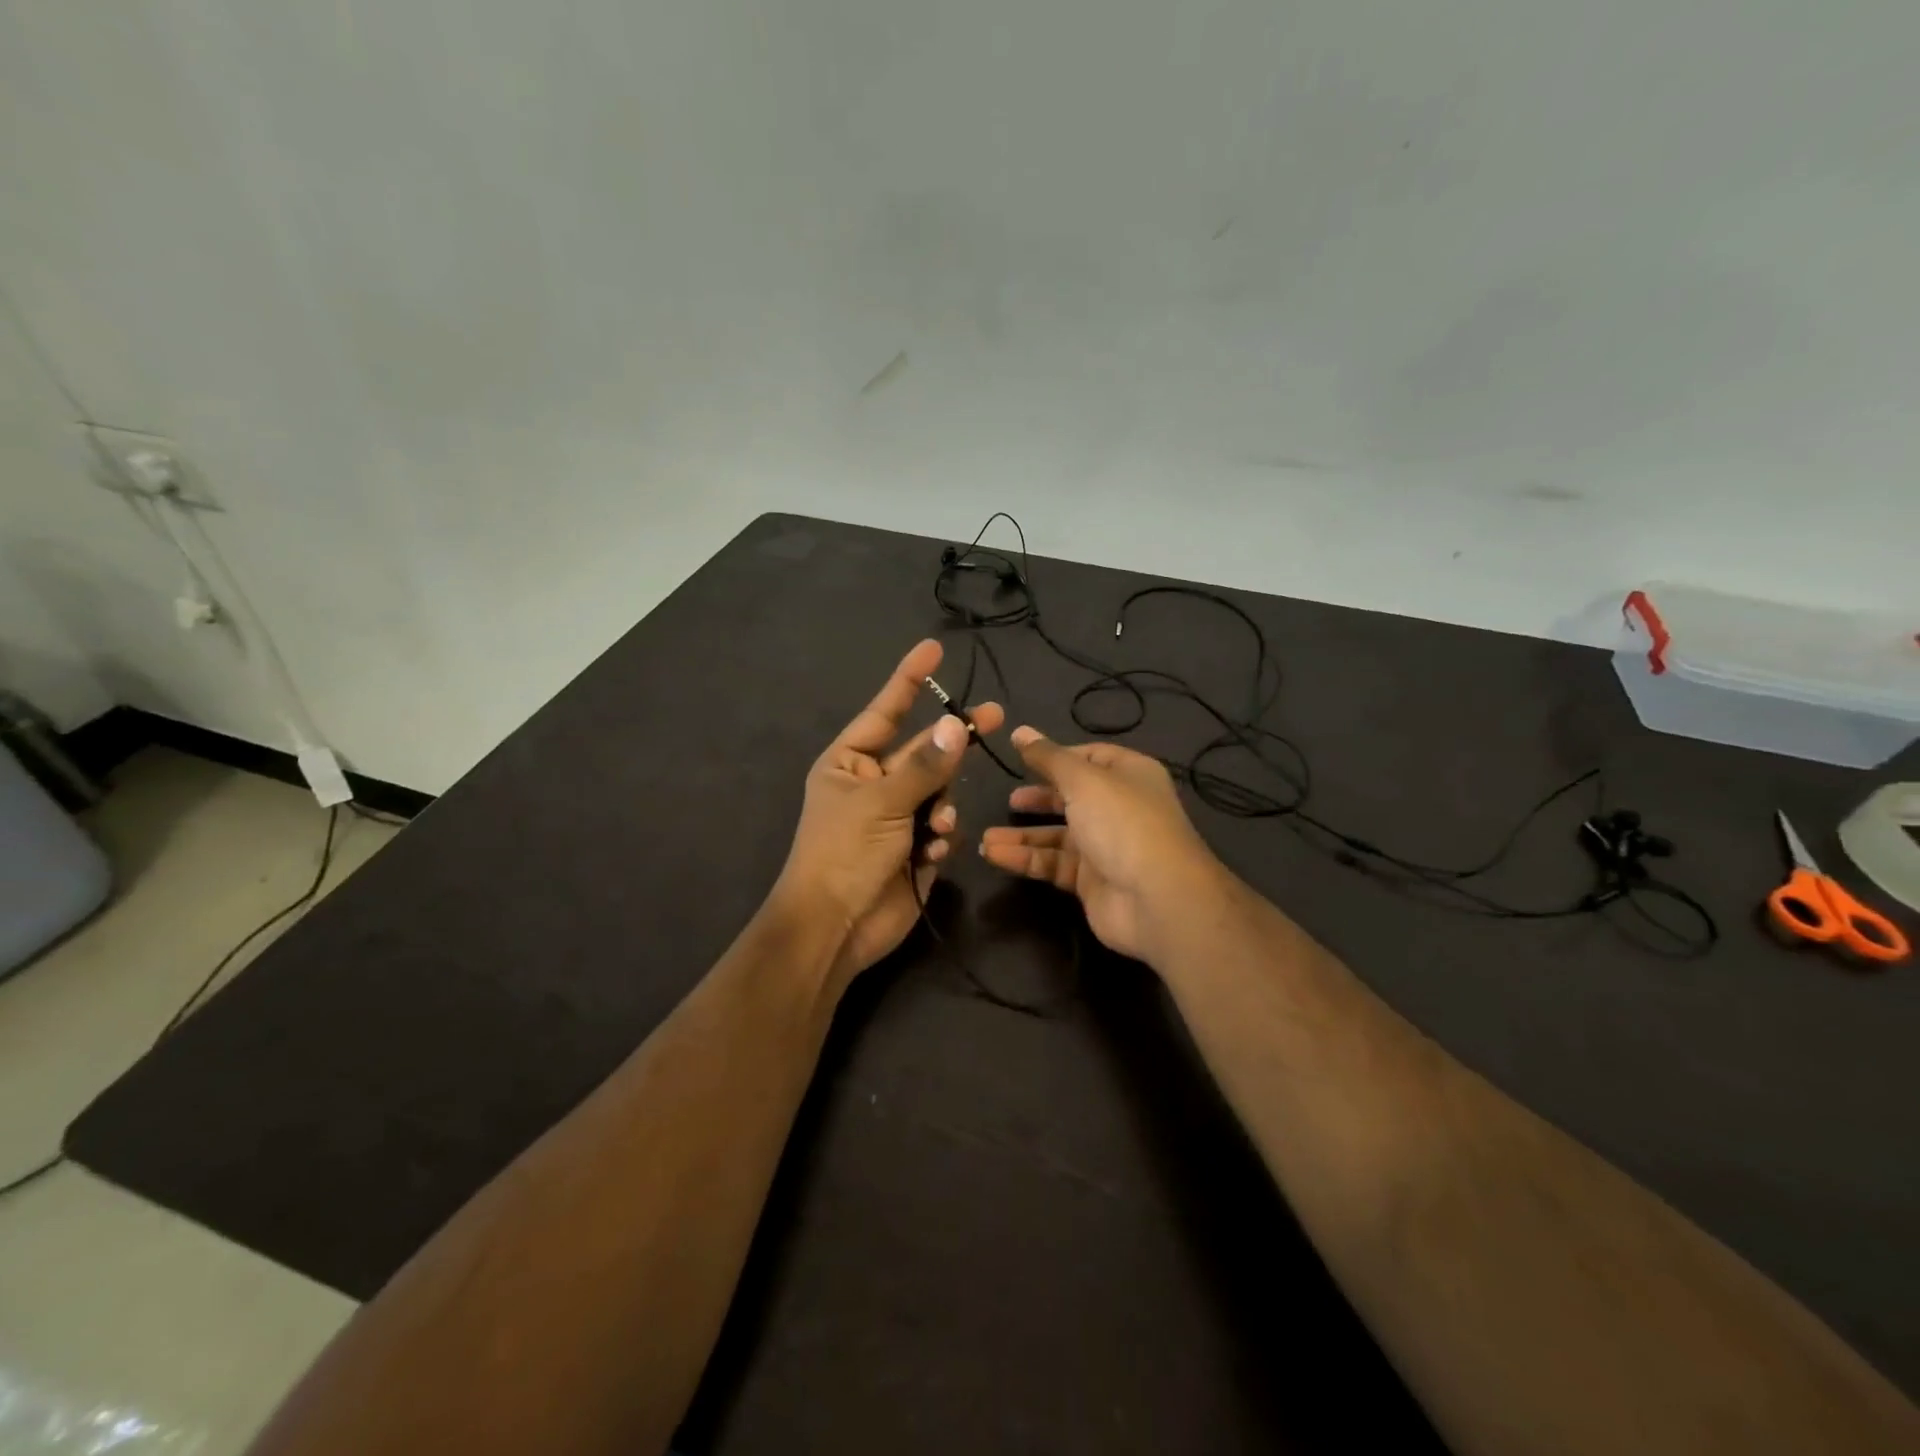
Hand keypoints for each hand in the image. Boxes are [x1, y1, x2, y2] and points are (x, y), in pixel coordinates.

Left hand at [775, 639, 1004, 980]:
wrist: (835, 928)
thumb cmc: (844, 854)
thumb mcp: (881, 803)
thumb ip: (924, 766)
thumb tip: (956, 726)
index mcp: (850, 763)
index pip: (885, 711)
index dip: (910, 680)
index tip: (934, 648)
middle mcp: (873, 784)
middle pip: (924, 752)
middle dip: (954, 742)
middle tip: (996, 716)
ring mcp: (896, 817)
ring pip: (940, 792)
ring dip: (942, 808)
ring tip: (934, 830)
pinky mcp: (915, 849)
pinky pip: (942, 829)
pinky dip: (940, 839)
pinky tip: (929, 855)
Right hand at [979, 727, 1225, 963]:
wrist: (1156, 899)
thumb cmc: (1122, 823)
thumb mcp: (1083, 780)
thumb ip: (1048, 757)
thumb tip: (1020, 731)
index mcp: (1128, 774)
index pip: (1090, 757)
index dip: (1057, 757)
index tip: (1022, 758)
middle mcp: (1119, 807)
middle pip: (1072, 797)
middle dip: (1038, 799)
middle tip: (1008, 800)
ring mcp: (1106, 846)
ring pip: (1057, 836)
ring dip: (1022, 836)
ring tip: (985, 838)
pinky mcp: (1092, 881)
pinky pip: (1053, 864)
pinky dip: (1025, 860)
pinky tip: (994, 855)